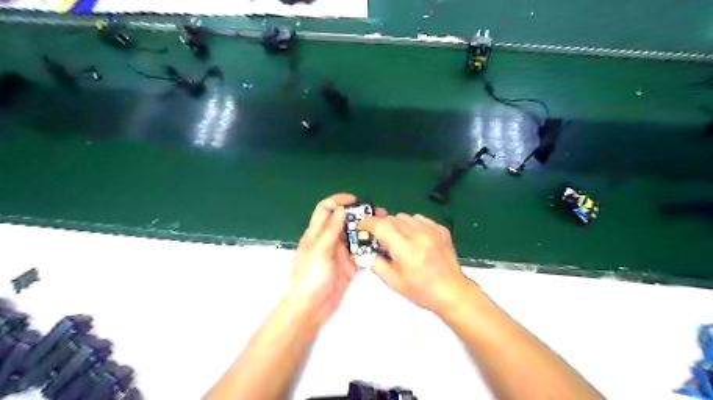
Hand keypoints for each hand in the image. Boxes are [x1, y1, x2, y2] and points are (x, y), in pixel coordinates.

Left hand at [287, 192, 384, 325]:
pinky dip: (369, 249)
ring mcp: (340, 253)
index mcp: (316, 234)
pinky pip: (361, 253)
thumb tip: (341, 209)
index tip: (355, 200)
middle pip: (344, 221)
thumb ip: (330, 230)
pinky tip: (381, 246)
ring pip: (355, 236)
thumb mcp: (319, 251)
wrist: (312, 308)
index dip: (338, 201)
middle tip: (378, 214)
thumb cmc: (310, 277)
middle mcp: (329, 240)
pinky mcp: (349, 266)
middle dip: (359, 216)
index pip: (326, 210)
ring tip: (383, 228)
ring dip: (367, 231)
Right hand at [359, 213, 474, 316]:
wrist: (452, 292)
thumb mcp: (392, 281)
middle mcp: (418, 234)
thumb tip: (363, 251)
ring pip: (404, 216)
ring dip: (395, 224)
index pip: (380, 225)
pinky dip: (411, 224)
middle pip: (391, 218)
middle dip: (380, 225)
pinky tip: (413, 238)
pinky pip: (419, 219)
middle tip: (378, 239)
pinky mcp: (440, 229)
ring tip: (397, 240)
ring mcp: (431, 229)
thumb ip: (374, 262)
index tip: (361, 227)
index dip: (367, 223)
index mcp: (405, 248)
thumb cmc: (421, 291)